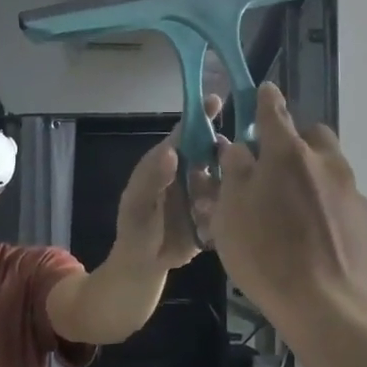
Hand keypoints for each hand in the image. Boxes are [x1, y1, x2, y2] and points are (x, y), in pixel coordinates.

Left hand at [113, 93, 223, 270]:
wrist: (145, 266)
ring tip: (202, 209)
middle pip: (213, 152)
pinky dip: (225, 213)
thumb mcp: (138, 206)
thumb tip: (172, 150)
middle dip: (223, 154)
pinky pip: (230, 206)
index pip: (186, 133)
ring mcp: (205, 193)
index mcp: (167, 163)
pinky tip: (208, 228)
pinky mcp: (216, 214)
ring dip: (222, 189)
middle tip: (227, 164)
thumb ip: (152, 179)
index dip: (201, 116)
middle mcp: (189, 172)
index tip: (217, 99)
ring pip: (226, 178)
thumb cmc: (136, 230)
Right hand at [209, 83, 366, 322]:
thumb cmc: (267, 255)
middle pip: (312, 135)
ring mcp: (351, 190)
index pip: (274, 111)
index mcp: (287, 154)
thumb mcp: (230, 214)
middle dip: (294, 140)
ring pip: (329, 167)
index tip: (263, 91)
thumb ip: (234, 173)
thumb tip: (239, 149)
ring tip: (291, 209)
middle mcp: (325, 162)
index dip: (265, 100)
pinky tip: (313, 235)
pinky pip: (341, 198)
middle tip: (273, 167)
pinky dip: (325, 204)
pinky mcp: (365, 219)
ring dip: (311, 174)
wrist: (330, 305)